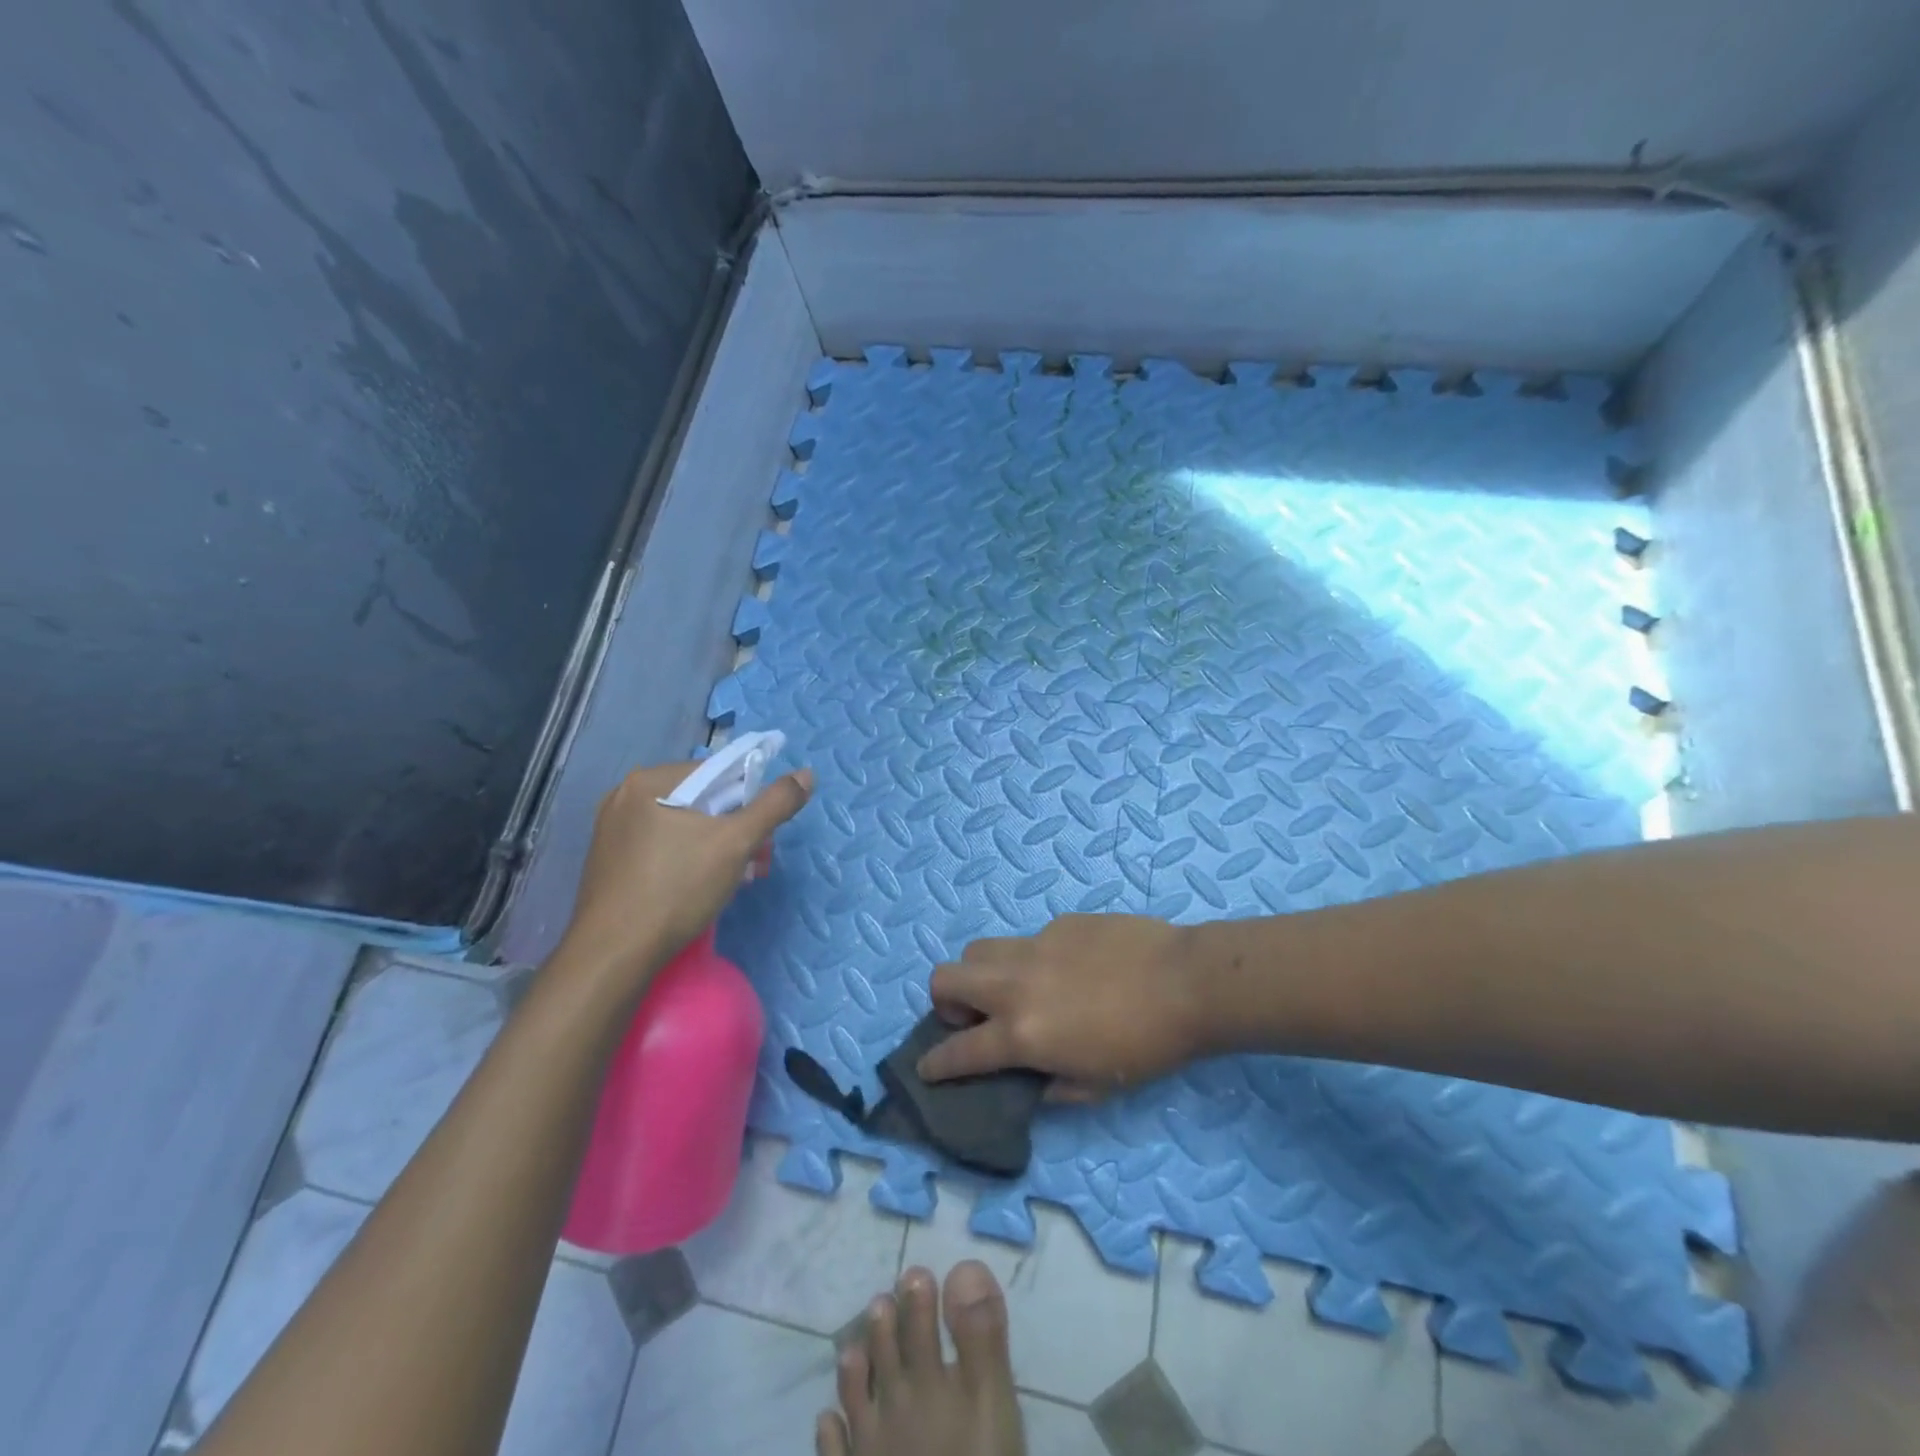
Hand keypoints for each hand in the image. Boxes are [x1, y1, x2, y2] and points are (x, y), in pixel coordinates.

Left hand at [554, 761, 811, 997]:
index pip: (718, 771)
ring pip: (682, 824)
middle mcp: (625, 795)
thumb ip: (775, 804)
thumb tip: (808, 774)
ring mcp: (612, 829)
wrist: (613, 955)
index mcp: (651, 780)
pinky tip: (697, 887)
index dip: (749, 800)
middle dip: (735, 828)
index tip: (762, 836)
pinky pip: (661, 844)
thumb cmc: (677, 889)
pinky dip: (687, 857)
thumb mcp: (736, 843)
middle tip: (754, 864)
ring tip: (732, 880)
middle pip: (701, 799)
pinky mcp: (610, 859)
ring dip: (715, 845)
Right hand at [918, 914, 1204, 1100]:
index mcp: (1021, 1033)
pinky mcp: (1059, 923)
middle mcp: (1014, 984)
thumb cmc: (1145, 1047)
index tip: (926, 1067)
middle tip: (975, 1017)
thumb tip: (1029, 1079)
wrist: (1186, 982)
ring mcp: (1035, 946)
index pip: (959, 1051)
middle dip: (944, 1002)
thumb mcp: (1095, 1088)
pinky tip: (1073, 970)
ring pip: (980, 949)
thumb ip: (1050, 1087)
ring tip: (1014, 989)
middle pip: (944, 977)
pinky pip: (1029, 940)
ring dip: (981, 973)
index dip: (935, 1065)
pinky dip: (1033, 959)